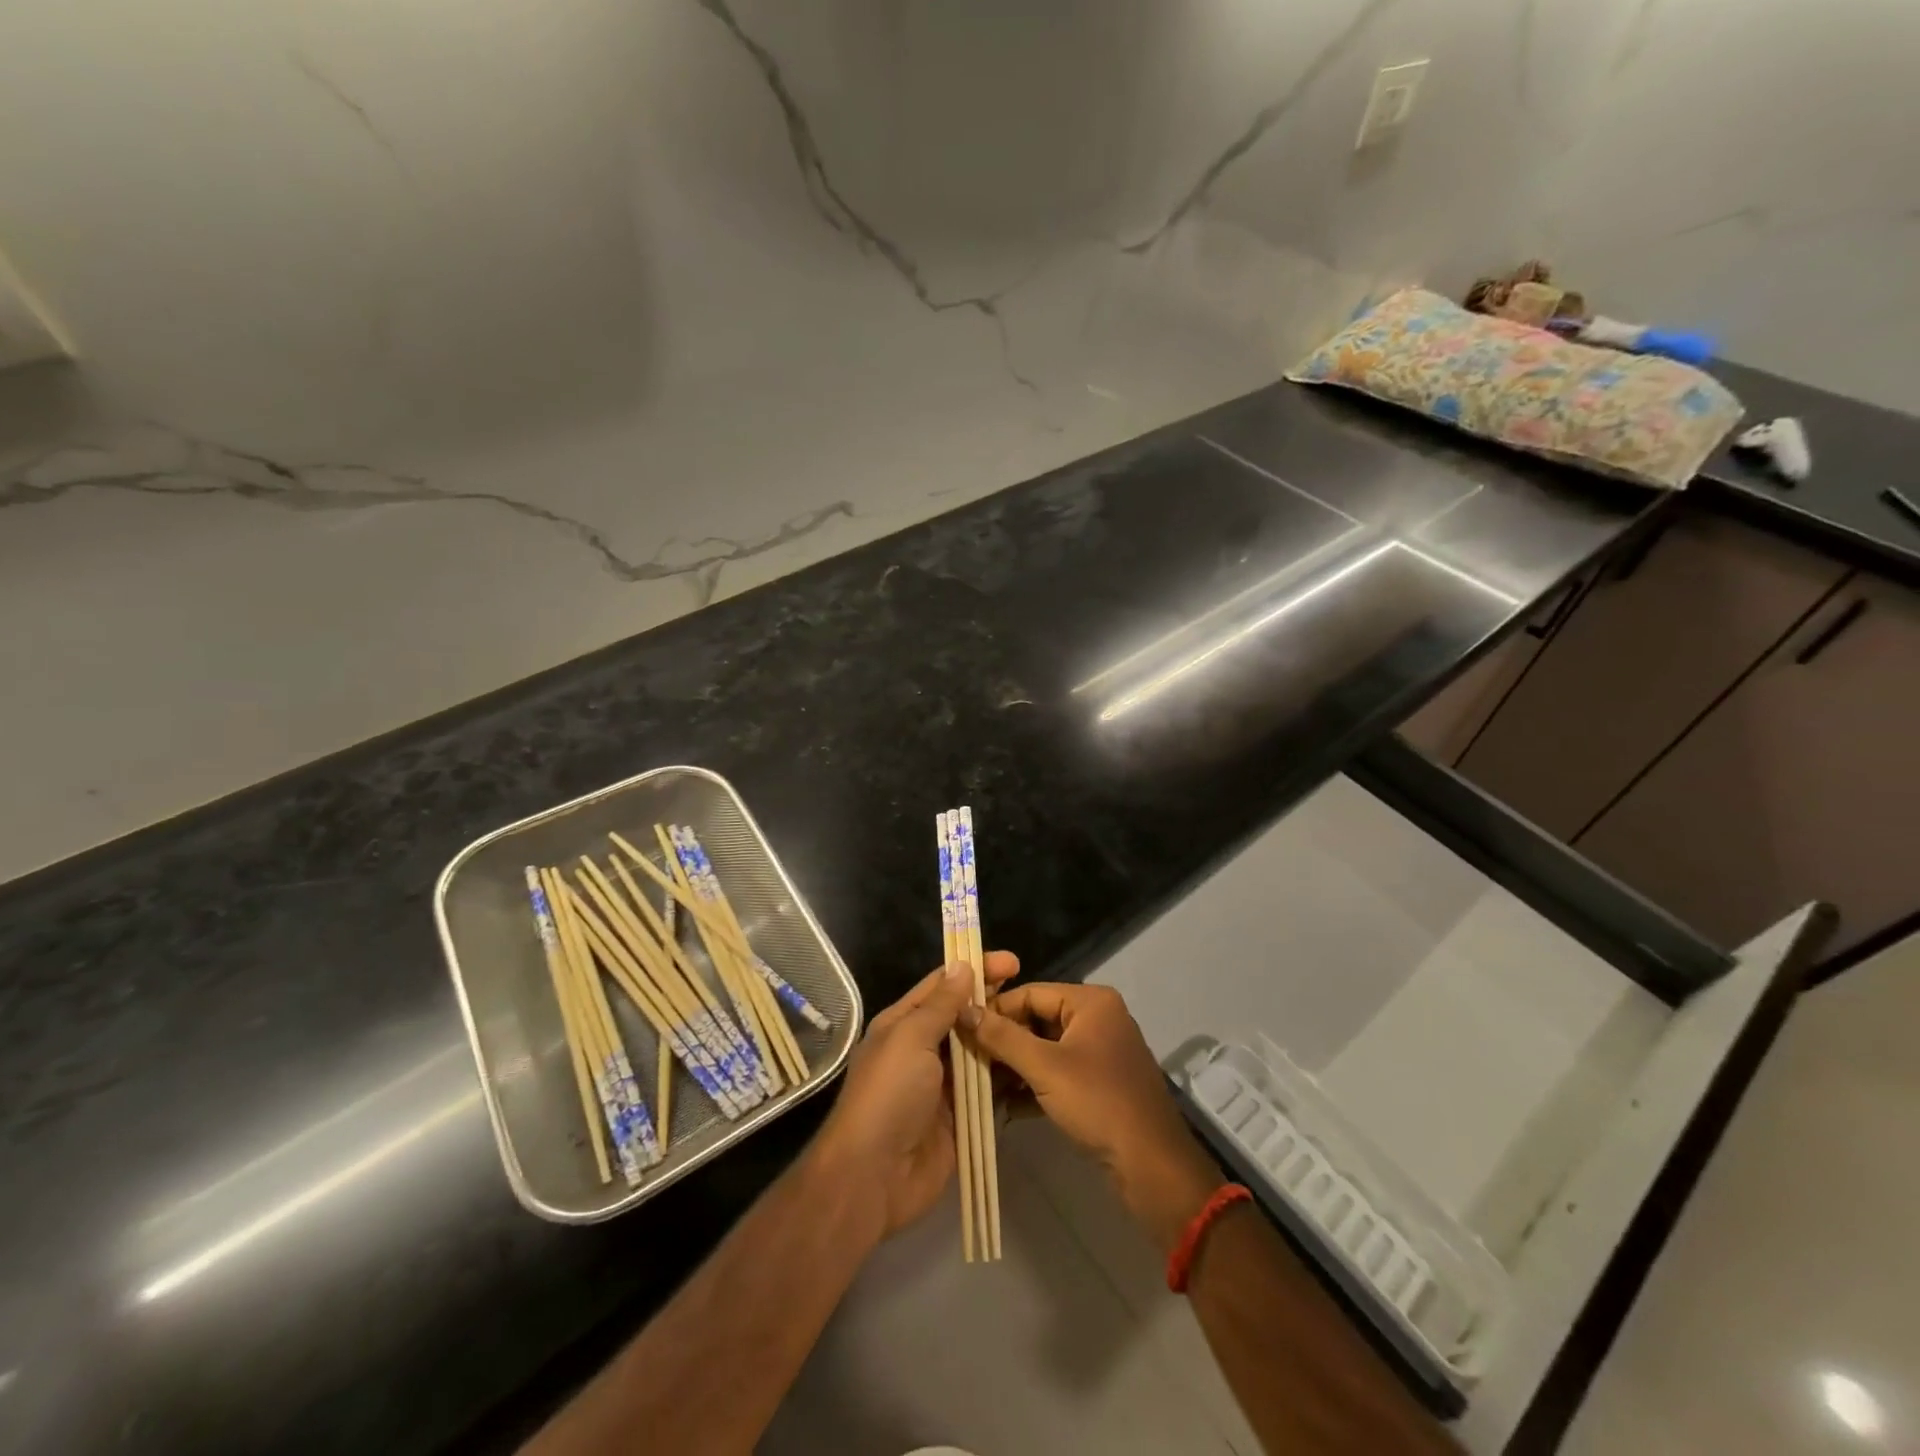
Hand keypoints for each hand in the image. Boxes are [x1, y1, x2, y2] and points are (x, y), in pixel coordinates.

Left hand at [809, 951, 1020, 1239]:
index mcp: (904, 1024)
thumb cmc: (888, 1095)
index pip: (943, 985)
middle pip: (965, 1017)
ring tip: (1040, 1027)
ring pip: (980, 1051)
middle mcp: (923, 1049)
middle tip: (1032, 994)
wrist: (873, 1178)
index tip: (1012, 961)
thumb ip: (940, 1004)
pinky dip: (1007, 1078)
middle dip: (995, 1003)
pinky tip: (1034, 1065)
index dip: (975, 969)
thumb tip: (962, 965)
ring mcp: (943, 1085)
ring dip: (1005, 1039)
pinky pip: (988, 1090)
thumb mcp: (911, 1038)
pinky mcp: (960, 1117)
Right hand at [963, 982, 1221, 1252]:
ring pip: (1045, 1048)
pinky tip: (1004, 1105)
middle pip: (1037, 1019)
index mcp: (1090, 1002)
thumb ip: (1002, 1037)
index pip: (1030, 992)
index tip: (961, 1029)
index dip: (995, 1010)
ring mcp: (1100, 1051)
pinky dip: (1033, 1084)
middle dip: (1003, 1041)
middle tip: (967, 1059)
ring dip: (1014, 1066)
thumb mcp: (1044, 1067)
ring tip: (979, 1084)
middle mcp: (1097, 1017)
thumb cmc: (1098, 1103)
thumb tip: (963, 1010)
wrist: (1151, 1165)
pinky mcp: (1099, 1082)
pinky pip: (1058, 1072)